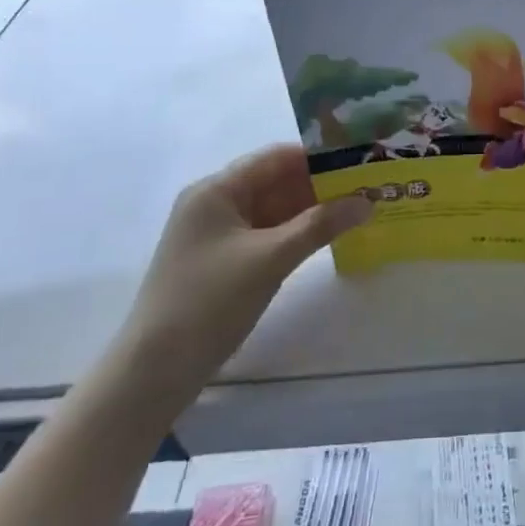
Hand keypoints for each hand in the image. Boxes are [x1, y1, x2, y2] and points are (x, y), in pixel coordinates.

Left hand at [119, 145, 371, 392]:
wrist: (156, 369)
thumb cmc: (210, 300)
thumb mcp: (271, 258)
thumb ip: (320, 225)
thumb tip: (367, 200)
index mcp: (217, 190)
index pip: (276, 158)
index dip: (319, 156)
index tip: (361, 160)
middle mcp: (215, 204)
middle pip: (276, 181)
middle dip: (321, 184)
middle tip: (368, 186)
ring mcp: (218, 234)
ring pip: (274, 210)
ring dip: (312, 210)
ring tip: (358, 208)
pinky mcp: (224, 261)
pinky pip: (268, 234)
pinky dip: (297, 233)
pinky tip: (328, 237)